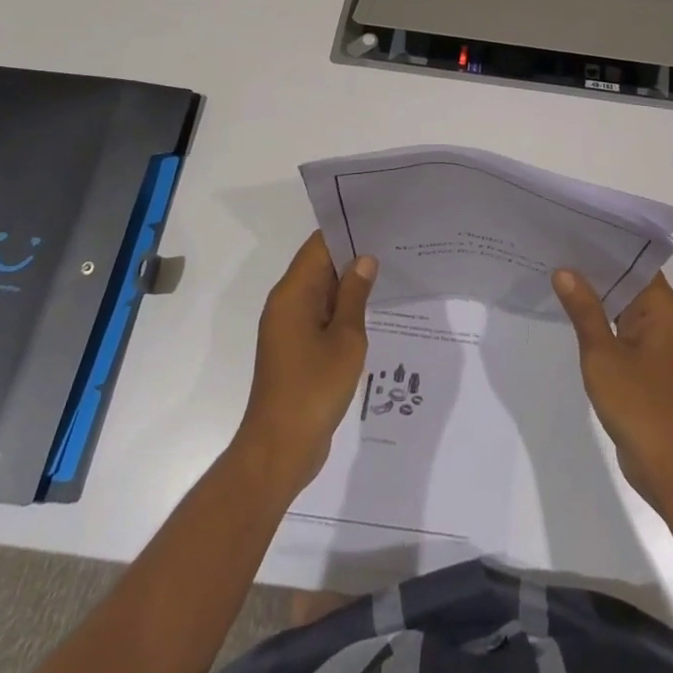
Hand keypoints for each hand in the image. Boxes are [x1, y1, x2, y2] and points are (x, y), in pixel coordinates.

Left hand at [237, 233, 377, 495]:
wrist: (280, 450)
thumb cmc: (314, 389)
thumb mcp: (346, 339)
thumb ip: (356, 296)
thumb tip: (364, 260)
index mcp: (293, 294)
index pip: (319, 246)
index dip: (347, 231)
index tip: (378, 222)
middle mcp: (286, 304)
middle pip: (319, 266)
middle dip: (352, 255)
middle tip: (392, 245)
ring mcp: (288, 328)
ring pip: (321, 292)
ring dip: (349, 284)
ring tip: (389, 272)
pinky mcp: (295, 349)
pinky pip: (320, 316)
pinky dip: (342, 309)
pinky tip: (372, 310)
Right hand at [552, 269, 672, 512]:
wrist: (672, 468)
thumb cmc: (640, 405)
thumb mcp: (603, 354)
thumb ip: (584, 311)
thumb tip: (565, 271)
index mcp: (663, 308)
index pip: (635, 261)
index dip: (605, 245)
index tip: (574, 229)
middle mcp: (665, 319)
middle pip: (629, 281)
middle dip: (596, 268)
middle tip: (556, 247)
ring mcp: (658, 343)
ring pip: (624, 306)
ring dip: (597, 295)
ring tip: (558, 273)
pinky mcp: (649, 365)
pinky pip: (623, 330)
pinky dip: (602, 321)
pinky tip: (572, 314)